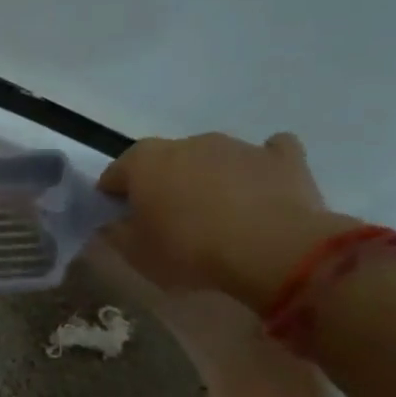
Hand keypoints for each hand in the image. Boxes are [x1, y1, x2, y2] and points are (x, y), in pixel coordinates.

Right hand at [96, 131, 358, 309]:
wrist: (273, 250)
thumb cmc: (190, 250)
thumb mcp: (135, 253)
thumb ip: (116, 233)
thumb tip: (113, 223)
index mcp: (143, 161)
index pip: (114, 175)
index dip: (114, 199)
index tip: (123, 223)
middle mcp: (186, 143)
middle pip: (163, 162)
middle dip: (162, 184)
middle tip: (170, 221)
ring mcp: (236, 146)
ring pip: (211, 158)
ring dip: (208, 177)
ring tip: (218, 214)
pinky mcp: (282, 158)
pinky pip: (267, 155)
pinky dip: (259, 168)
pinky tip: (262, 189)